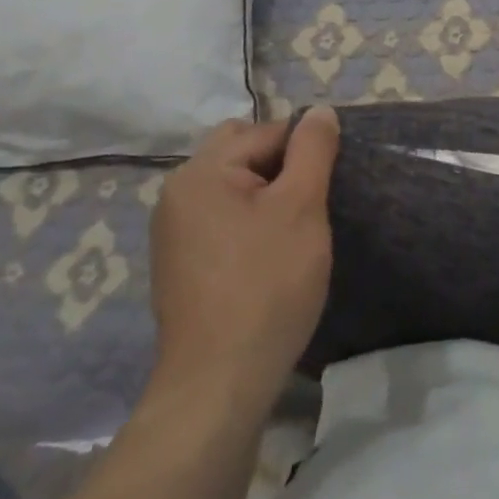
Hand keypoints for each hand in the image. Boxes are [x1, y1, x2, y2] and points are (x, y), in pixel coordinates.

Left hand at [146, 107, 340, 408]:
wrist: (218, 386)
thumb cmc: (266, 286)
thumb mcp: (302, 207)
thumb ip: (313, 149)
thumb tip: (319, 111)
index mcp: (201, 172)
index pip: (267, 133)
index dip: (304, 153)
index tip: (324, 188)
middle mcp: (178, 193)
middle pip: (242, 152)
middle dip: (280, 166)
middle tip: (308, 203)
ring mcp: (173, 232)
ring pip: (233, 186)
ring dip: (266, 195)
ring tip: (291, 232)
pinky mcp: (180, 264)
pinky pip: (221, 218)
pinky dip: (248, 222)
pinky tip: (267, 257)